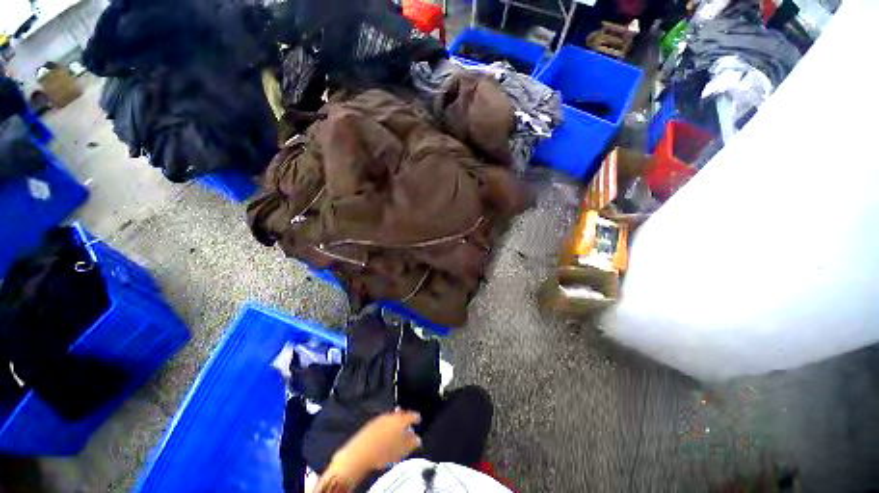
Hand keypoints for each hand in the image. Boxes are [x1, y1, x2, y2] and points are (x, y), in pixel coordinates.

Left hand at [324, 410, 421, 487]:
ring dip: (395, 426)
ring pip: (391, 420)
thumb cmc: (384, 451)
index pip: (412, 415)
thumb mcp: (403, 449)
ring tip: (397, 436)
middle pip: (401, 416)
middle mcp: (390, 415)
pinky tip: (386, 438)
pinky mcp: (370, 425)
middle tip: (409, 429)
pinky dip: (386, 429)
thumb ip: (412, 442)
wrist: (360, 453)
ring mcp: (379, 419)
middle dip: (405, 422)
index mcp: (400, 419)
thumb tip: (418, 438)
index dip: (416, 417)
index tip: (419, 419)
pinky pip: (382, 424)